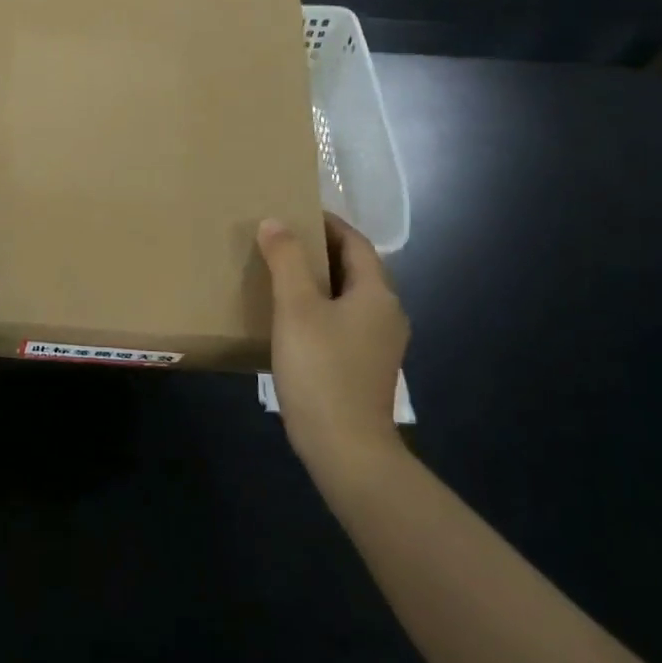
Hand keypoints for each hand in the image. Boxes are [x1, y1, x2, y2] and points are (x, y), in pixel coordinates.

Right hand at [258, 213, 410, 476]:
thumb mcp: (296, 308)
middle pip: (354, 268)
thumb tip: (275, 222)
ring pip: (347, 297)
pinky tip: (290, 320)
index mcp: (377, 293)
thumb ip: (286, 260)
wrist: (346, 449)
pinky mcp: (365, 368)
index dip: (326, 223)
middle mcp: (386, 314)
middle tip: (280, 241)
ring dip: (318, 281)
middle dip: (319, 251)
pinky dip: (320, 309)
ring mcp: (379, 344)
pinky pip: (343, 323)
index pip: (355, 242)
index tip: (293, 213)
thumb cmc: (321, 370)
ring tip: (279, 275)